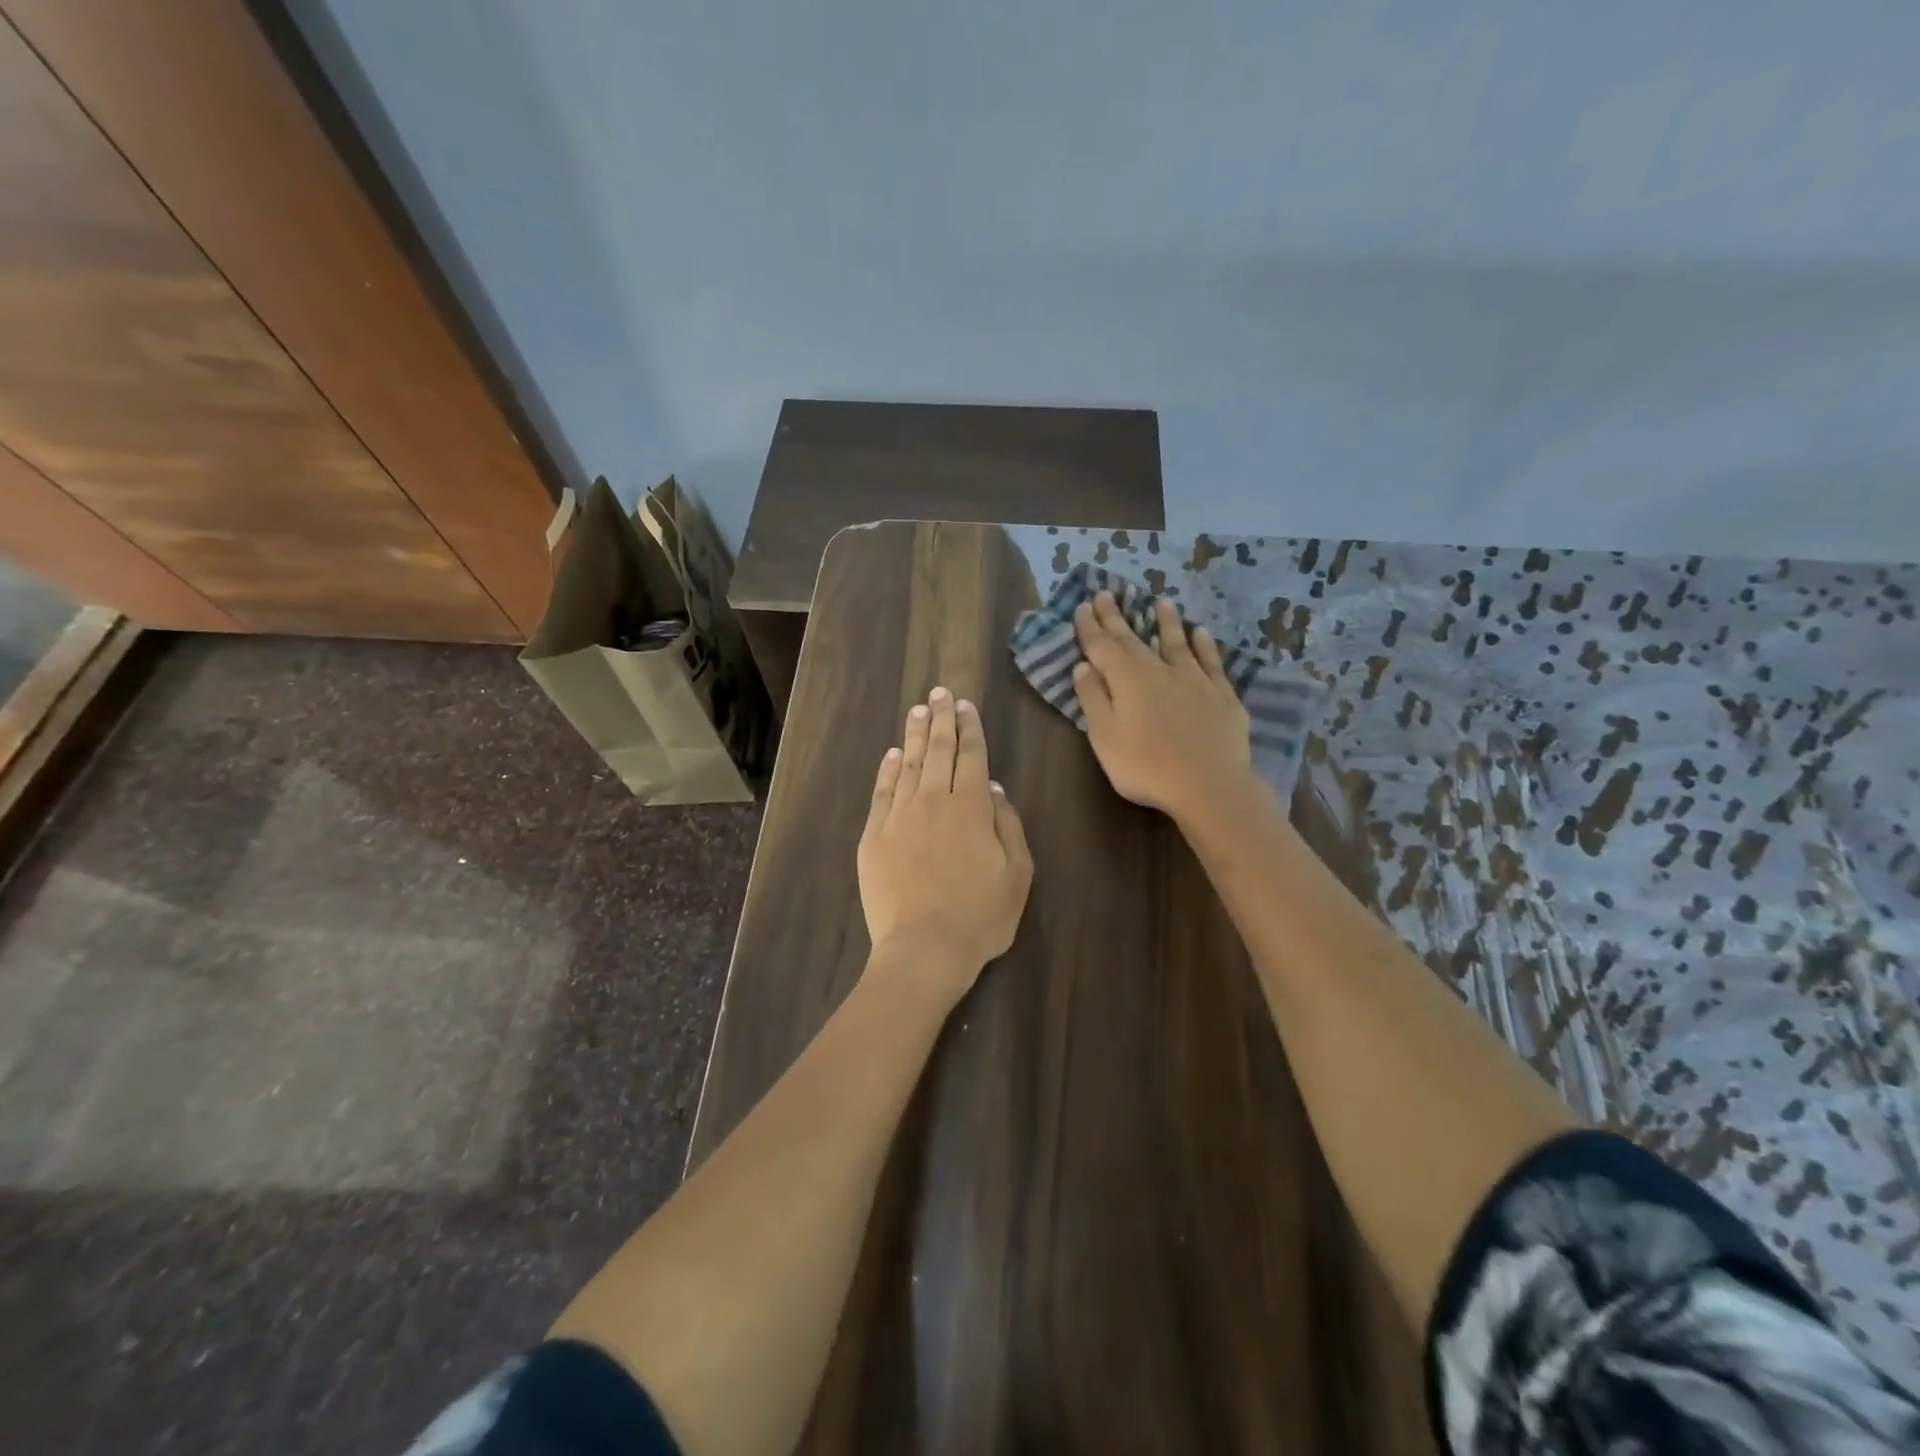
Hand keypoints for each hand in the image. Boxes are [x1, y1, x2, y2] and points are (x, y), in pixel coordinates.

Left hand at [857, 687, 1033, 1001]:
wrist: (923, 949)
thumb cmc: (980, 916)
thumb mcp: (1017, 874)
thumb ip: (1009, 825)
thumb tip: (996, 788)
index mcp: (973, 807)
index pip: (972, 756)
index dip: (969, 728)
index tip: (964, 705)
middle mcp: (934, 801)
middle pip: (938, 750)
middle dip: (940, 718)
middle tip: (939, 692)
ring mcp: (899, 816)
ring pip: (907, 764)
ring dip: (913, 735)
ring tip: (917, 710)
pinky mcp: (874, 836)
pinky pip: (881, 792)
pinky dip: (887, 770)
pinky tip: (891, 755)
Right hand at [1072, 592, 1253, 821]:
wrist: (1209, 785)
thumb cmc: (1146, 766)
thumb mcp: (1105, 737)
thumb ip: (1093, 699)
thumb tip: (1083, 666)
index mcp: (1126, 679)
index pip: (1102, 646)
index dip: (1091, 627)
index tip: (1083, 606)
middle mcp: (1159, 669)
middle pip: (1134, 639)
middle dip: (1118, 617)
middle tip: (1107, 594)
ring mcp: (1194, 679)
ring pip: (1176, 642)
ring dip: (1166, 622)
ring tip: (1161, 602)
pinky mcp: (1221, 694)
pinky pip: (1211, 661)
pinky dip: (1204, 645)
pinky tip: (1202, 634)